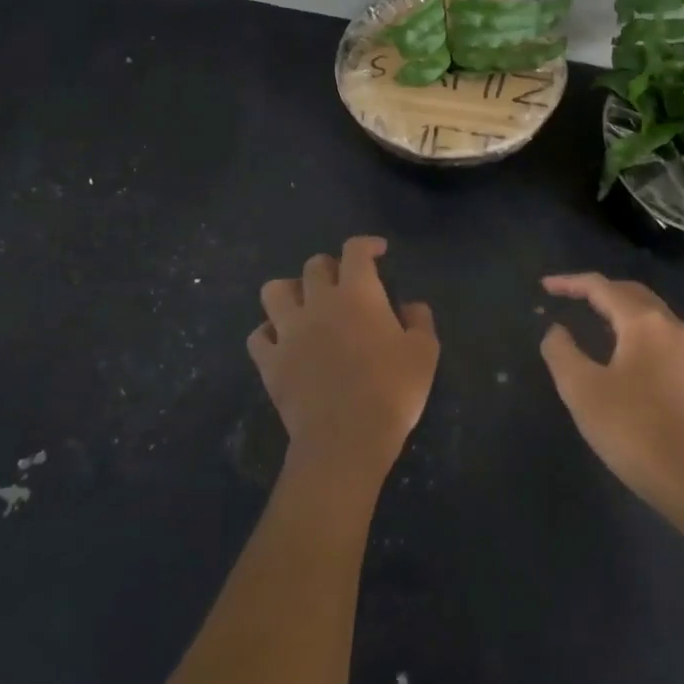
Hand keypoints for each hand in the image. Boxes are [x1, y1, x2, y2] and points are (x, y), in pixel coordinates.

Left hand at [249, 237, 438, 489]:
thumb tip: (411, 305)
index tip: (378, 251)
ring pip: (274, 291)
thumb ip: (420, 320)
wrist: (345, 439)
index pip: (355, 250)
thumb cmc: (392, 391)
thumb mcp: (425, 352)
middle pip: (314, 265)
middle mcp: (318, 302)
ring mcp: (288, 331)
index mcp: (358, 294)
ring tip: (304, 304)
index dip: (366, 244)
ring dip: (290, 291)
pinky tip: (283, 341)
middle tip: (344, 283)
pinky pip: (258, 336)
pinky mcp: (270, 362)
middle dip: (331, 266)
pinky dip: (268, 333)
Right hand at [538, 273, 683, 517]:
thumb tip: (557, 330)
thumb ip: (562, 352)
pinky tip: (618, 353)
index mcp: (643, 321)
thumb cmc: (633, 428)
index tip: (544, 287)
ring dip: (617, 309)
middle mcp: (669, 326)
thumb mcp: (582, 390)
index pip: (601, 287)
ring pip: (647, 314)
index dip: (570, 283)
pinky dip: (631, 330)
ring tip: (589, 320)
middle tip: (568, 296)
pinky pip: (657, 335)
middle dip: (598, 290)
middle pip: (630, 293)